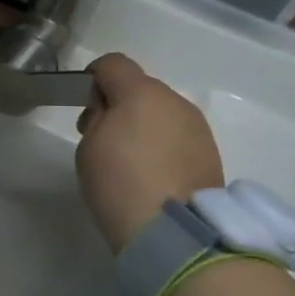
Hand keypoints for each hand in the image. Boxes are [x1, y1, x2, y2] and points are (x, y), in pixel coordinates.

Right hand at [75, 53, 223, 252]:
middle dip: (120, 105)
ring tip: (130, 162)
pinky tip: (152, 175)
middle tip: (103, 139)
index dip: (93, 78)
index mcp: (141, 92)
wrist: (172, 232)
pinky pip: (178, 137)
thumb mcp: (88, 147)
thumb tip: (110, 113)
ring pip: (162, 113)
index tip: (83, 104)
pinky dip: (163, 146)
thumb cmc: (119, 183)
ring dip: (144, 126)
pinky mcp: (210, 153)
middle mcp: (175, 101)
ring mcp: (198, 127)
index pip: (113, 64)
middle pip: (140, 89)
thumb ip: (98, 119)